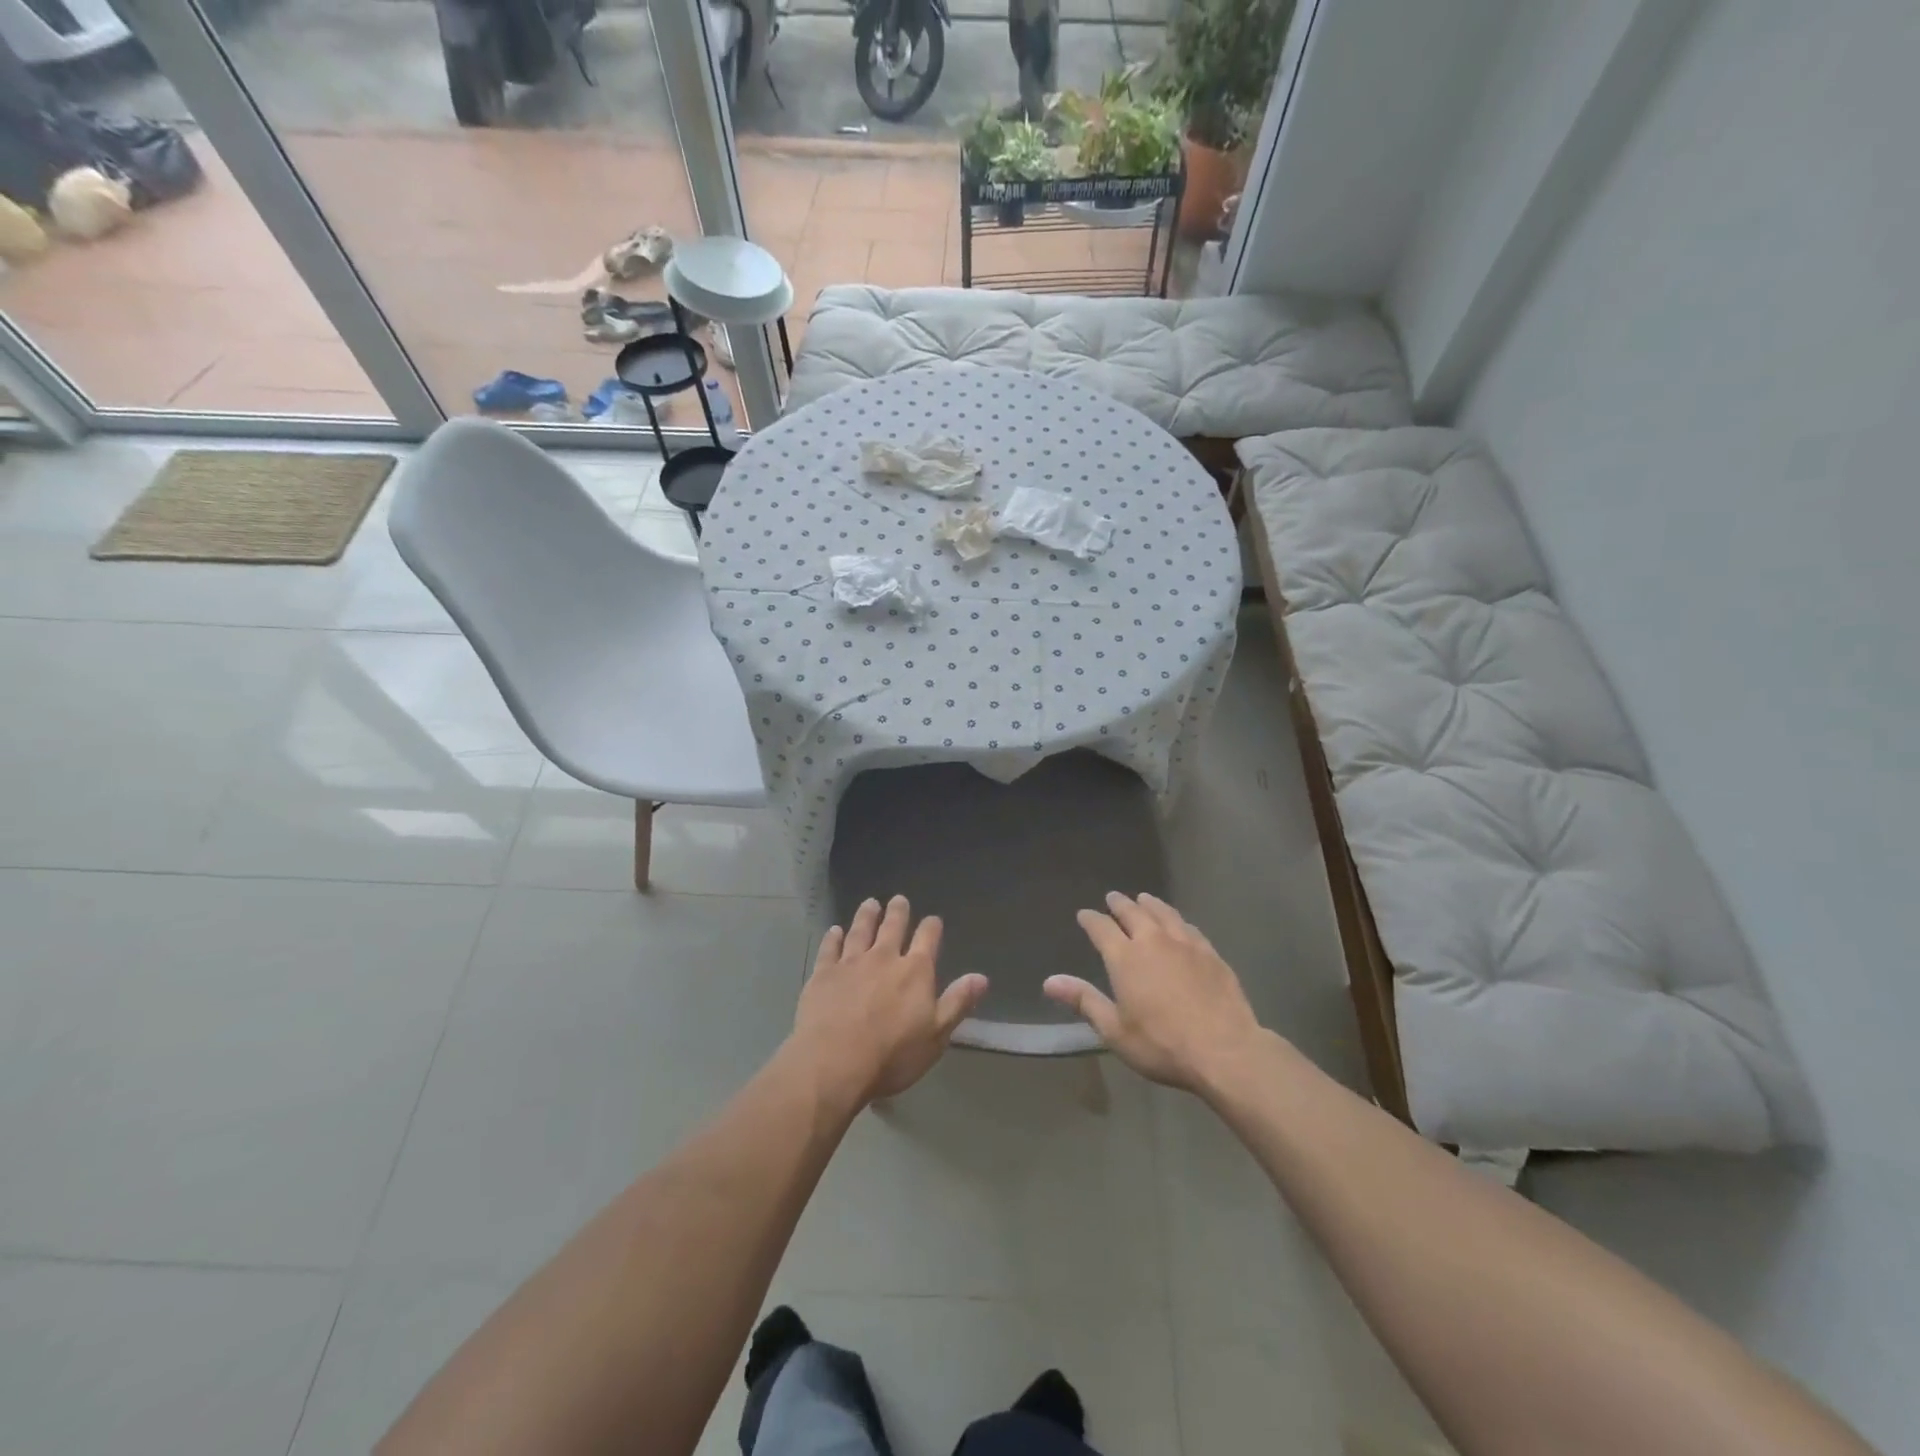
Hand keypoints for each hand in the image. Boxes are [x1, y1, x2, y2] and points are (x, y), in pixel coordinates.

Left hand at [790, 895, 988, 1109]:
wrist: (834, 1062)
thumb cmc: (892, 1054)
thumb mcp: (936, 1035)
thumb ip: (957, 1002)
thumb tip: (981, 977)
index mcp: (915, 971)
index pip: (928, 939)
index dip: (932, 927)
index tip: (933, 920)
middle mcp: (884, 958)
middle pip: (892, 928)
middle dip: (898, 912)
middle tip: (898, 899)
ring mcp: (851, 963)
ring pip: (861, 931)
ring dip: (866, 916)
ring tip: (870, 903)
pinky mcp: (824, 974)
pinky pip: (830, 948)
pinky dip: (833, 937)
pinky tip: (834, 930)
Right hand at [1046, 892, 1263, 1093]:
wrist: (1224, 1050)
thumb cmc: (1162, 1044)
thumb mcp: (1115, 1030)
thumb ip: (1084, 1000)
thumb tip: (1049, 981)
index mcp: (1125, 957)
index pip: (1102, 928)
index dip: (1091, 919)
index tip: (1084, 914)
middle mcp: (1153, 941)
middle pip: (1133, 913)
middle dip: (1120, 904)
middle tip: (1113, 897)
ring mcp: (1186, 944)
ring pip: (1164, 913)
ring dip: (1150, 904)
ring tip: (1144, 899)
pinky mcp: (1211, 954)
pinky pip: (1189, 928)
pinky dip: (1177, 920)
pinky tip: (1180, 924)